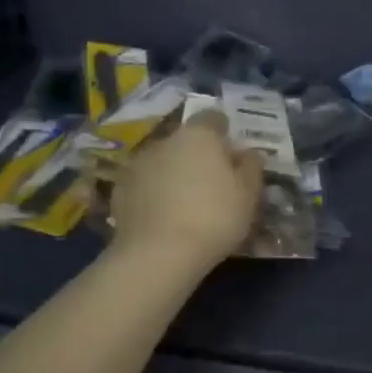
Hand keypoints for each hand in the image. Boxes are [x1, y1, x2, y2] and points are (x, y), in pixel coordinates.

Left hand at [111, 111, 264, 273]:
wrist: (159, 254)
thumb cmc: (214, 218)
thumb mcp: (248, 195)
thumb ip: (251, 167)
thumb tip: (248, 153)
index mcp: (199, 136)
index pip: (213, 118)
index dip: (223, 133)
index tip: (231, 154)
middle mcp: (165, 141)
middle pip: (186, 140)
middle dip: (198, 155)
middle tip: (213, 183)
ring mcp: (138, 164)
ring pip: (163, 162)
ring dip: (174, 174)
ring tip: (186, 203)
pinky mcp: (120, 190)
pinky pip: (144, 184)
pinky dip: (154, 193)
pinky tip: (164, 217)